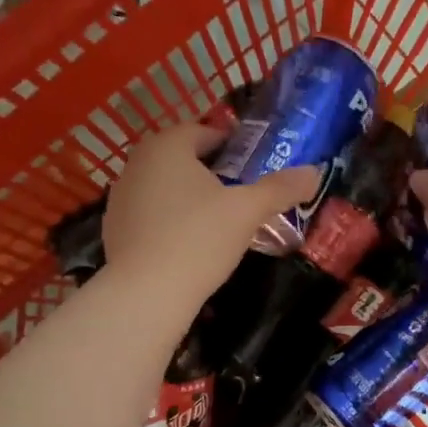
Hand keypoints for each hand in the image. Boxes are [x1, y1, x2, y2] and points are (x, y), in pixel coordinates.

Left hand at [103, 122, 319, 305]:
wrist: (145, 293)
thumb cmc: (198, 239)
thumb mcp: (247, 212)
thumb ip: (280, 189)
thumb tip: (314, 172)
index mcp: (167, 145)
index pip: (204, 133)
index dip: (232, 147)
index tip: (253, 169)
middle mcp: (137, 162)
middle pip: (182, 159)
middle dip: (210, 174)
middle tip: (239, 197)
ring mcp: (120, 196)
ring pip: (163, 187)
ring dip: (188, 198)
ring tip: (215, 224)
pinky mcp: (113, 228)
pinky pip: (149, 215)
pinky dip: (168, 222)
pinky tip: (187, 247)